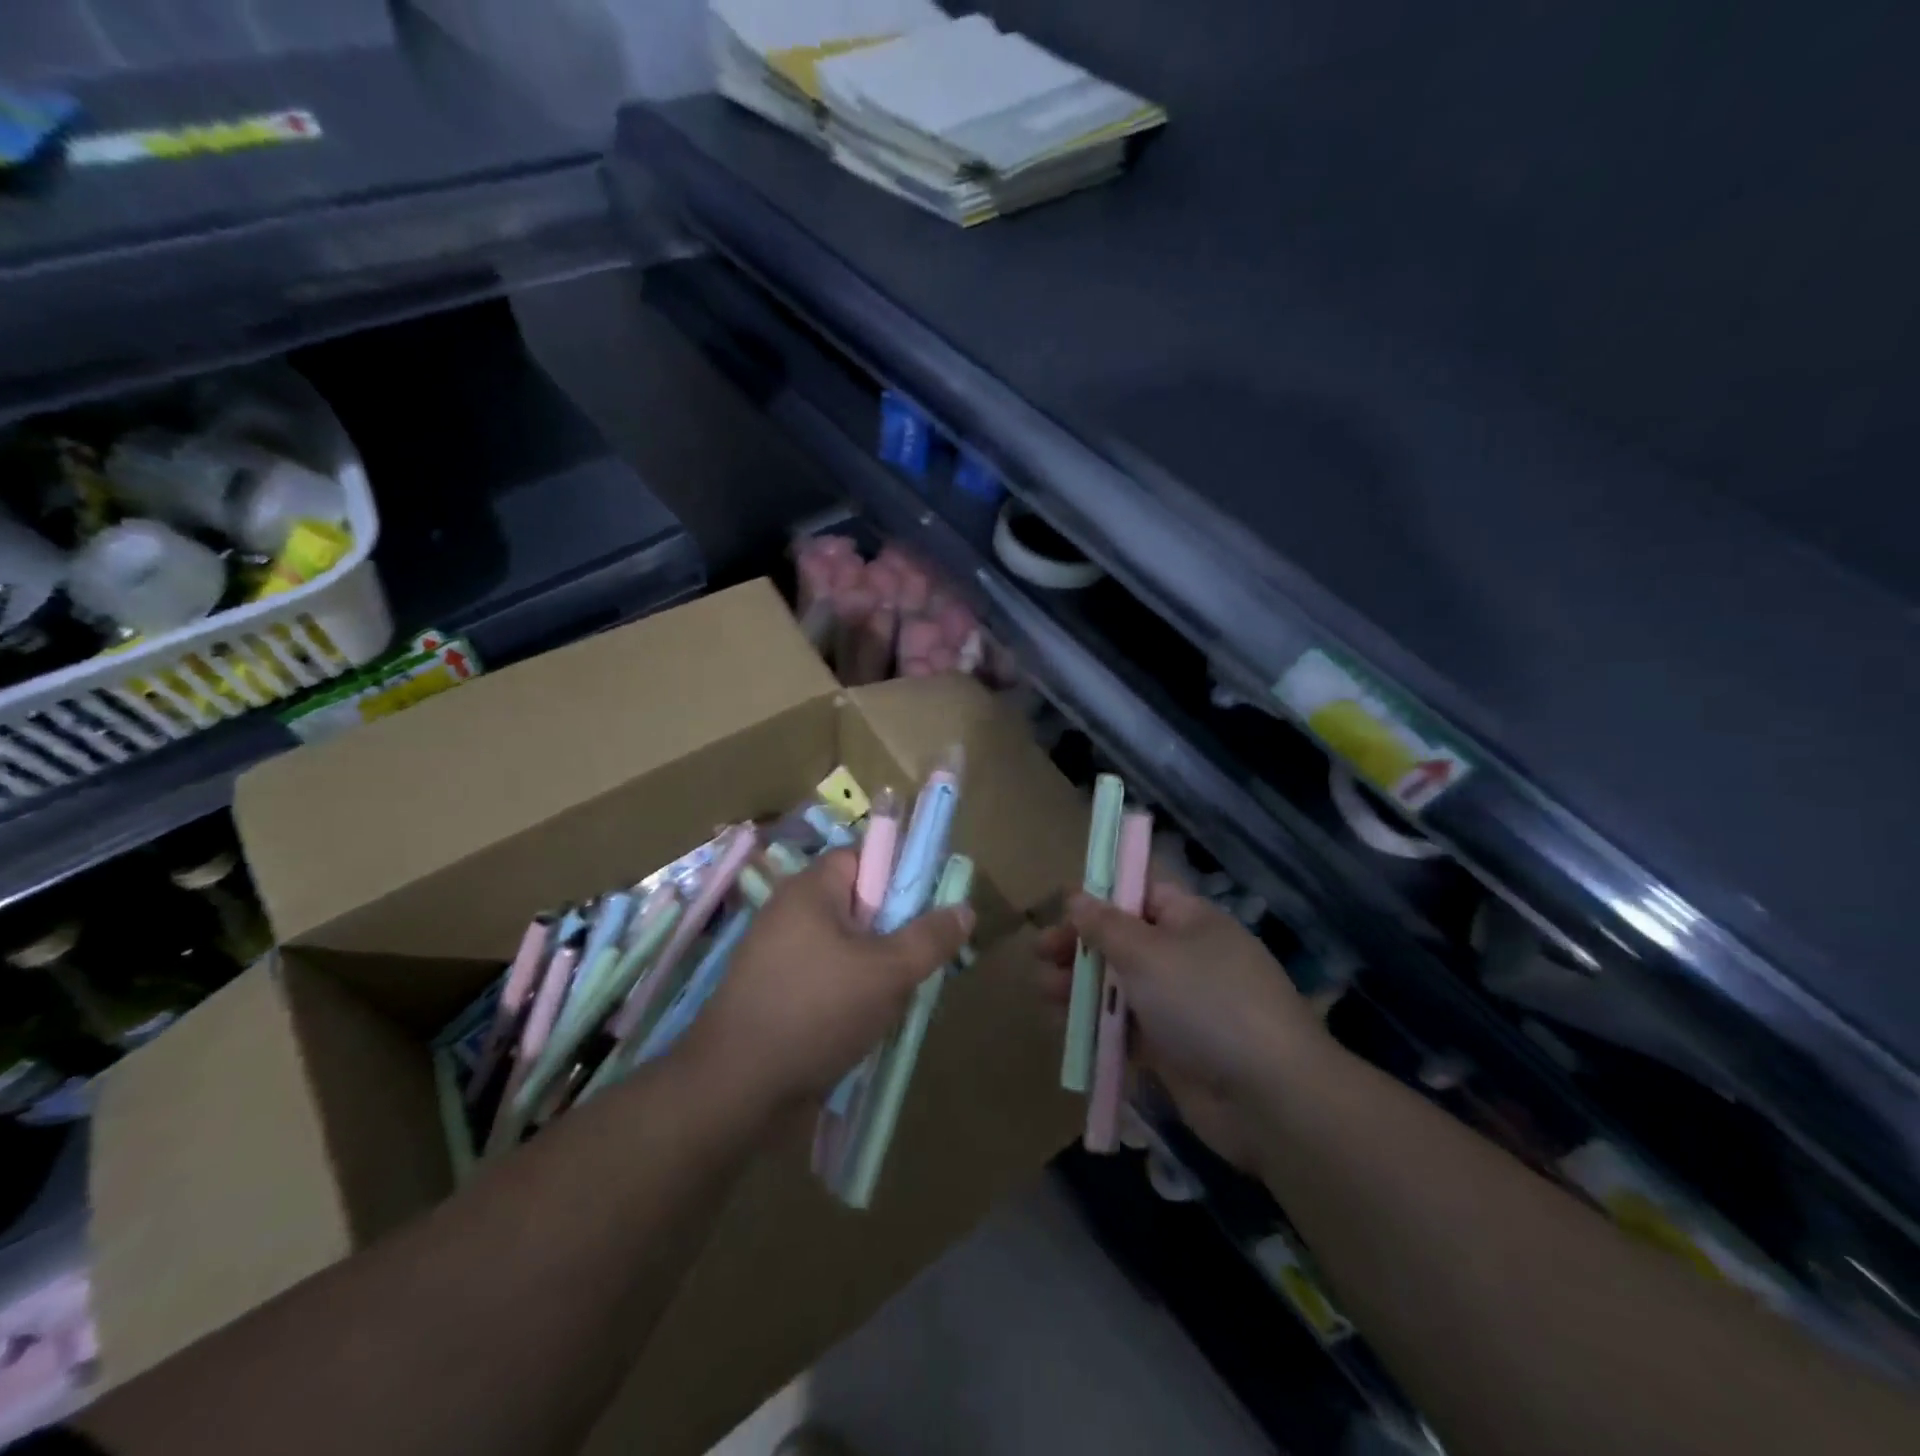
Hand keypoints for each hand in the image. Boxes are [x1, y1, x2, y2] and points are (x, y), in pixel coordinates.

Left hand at [684, 850, 972, 1113]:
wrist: (734, 1088)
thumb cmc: (816, 1011)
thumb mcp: (888, 972)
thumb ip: (929, 938)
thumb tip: (964, 908)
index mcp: (810, 889)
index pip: (864, 857)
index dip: (899, 875)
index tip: (926, 910)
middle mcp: (788, 912)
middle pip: (857, 904)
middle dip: (891, 931)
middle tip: (918, 962)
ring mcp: (775, 954)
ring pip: (843, 946)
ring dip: (873, 969)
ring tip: (895, 1000)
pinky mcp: (771, 992)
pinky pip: (822, 977)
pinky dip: (846, 993)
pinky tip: (862, 1024)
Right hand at [1038, 877, 1330, 1165]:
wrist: (1269, 1097)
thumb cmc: (1205, 1003)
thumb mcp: (1147, 954)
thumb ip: (1105, 926)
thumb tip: (1076, 896)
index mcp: (1189, 921)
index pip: (1140, 893)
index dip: (1100, 897)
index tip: (1061, 908)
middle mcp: (1185, 957)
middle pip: (1123, 941)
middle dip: (1081, 946)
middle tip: (1042, 954)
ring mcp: (1180, 1006)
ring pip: (1119, 987)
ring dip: (1081, 988)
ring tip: (1046, 993)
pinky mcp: (1172, 1050)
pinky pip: (1125, 1030)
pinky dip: (1097, 1027)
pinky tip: (1066, 1030)